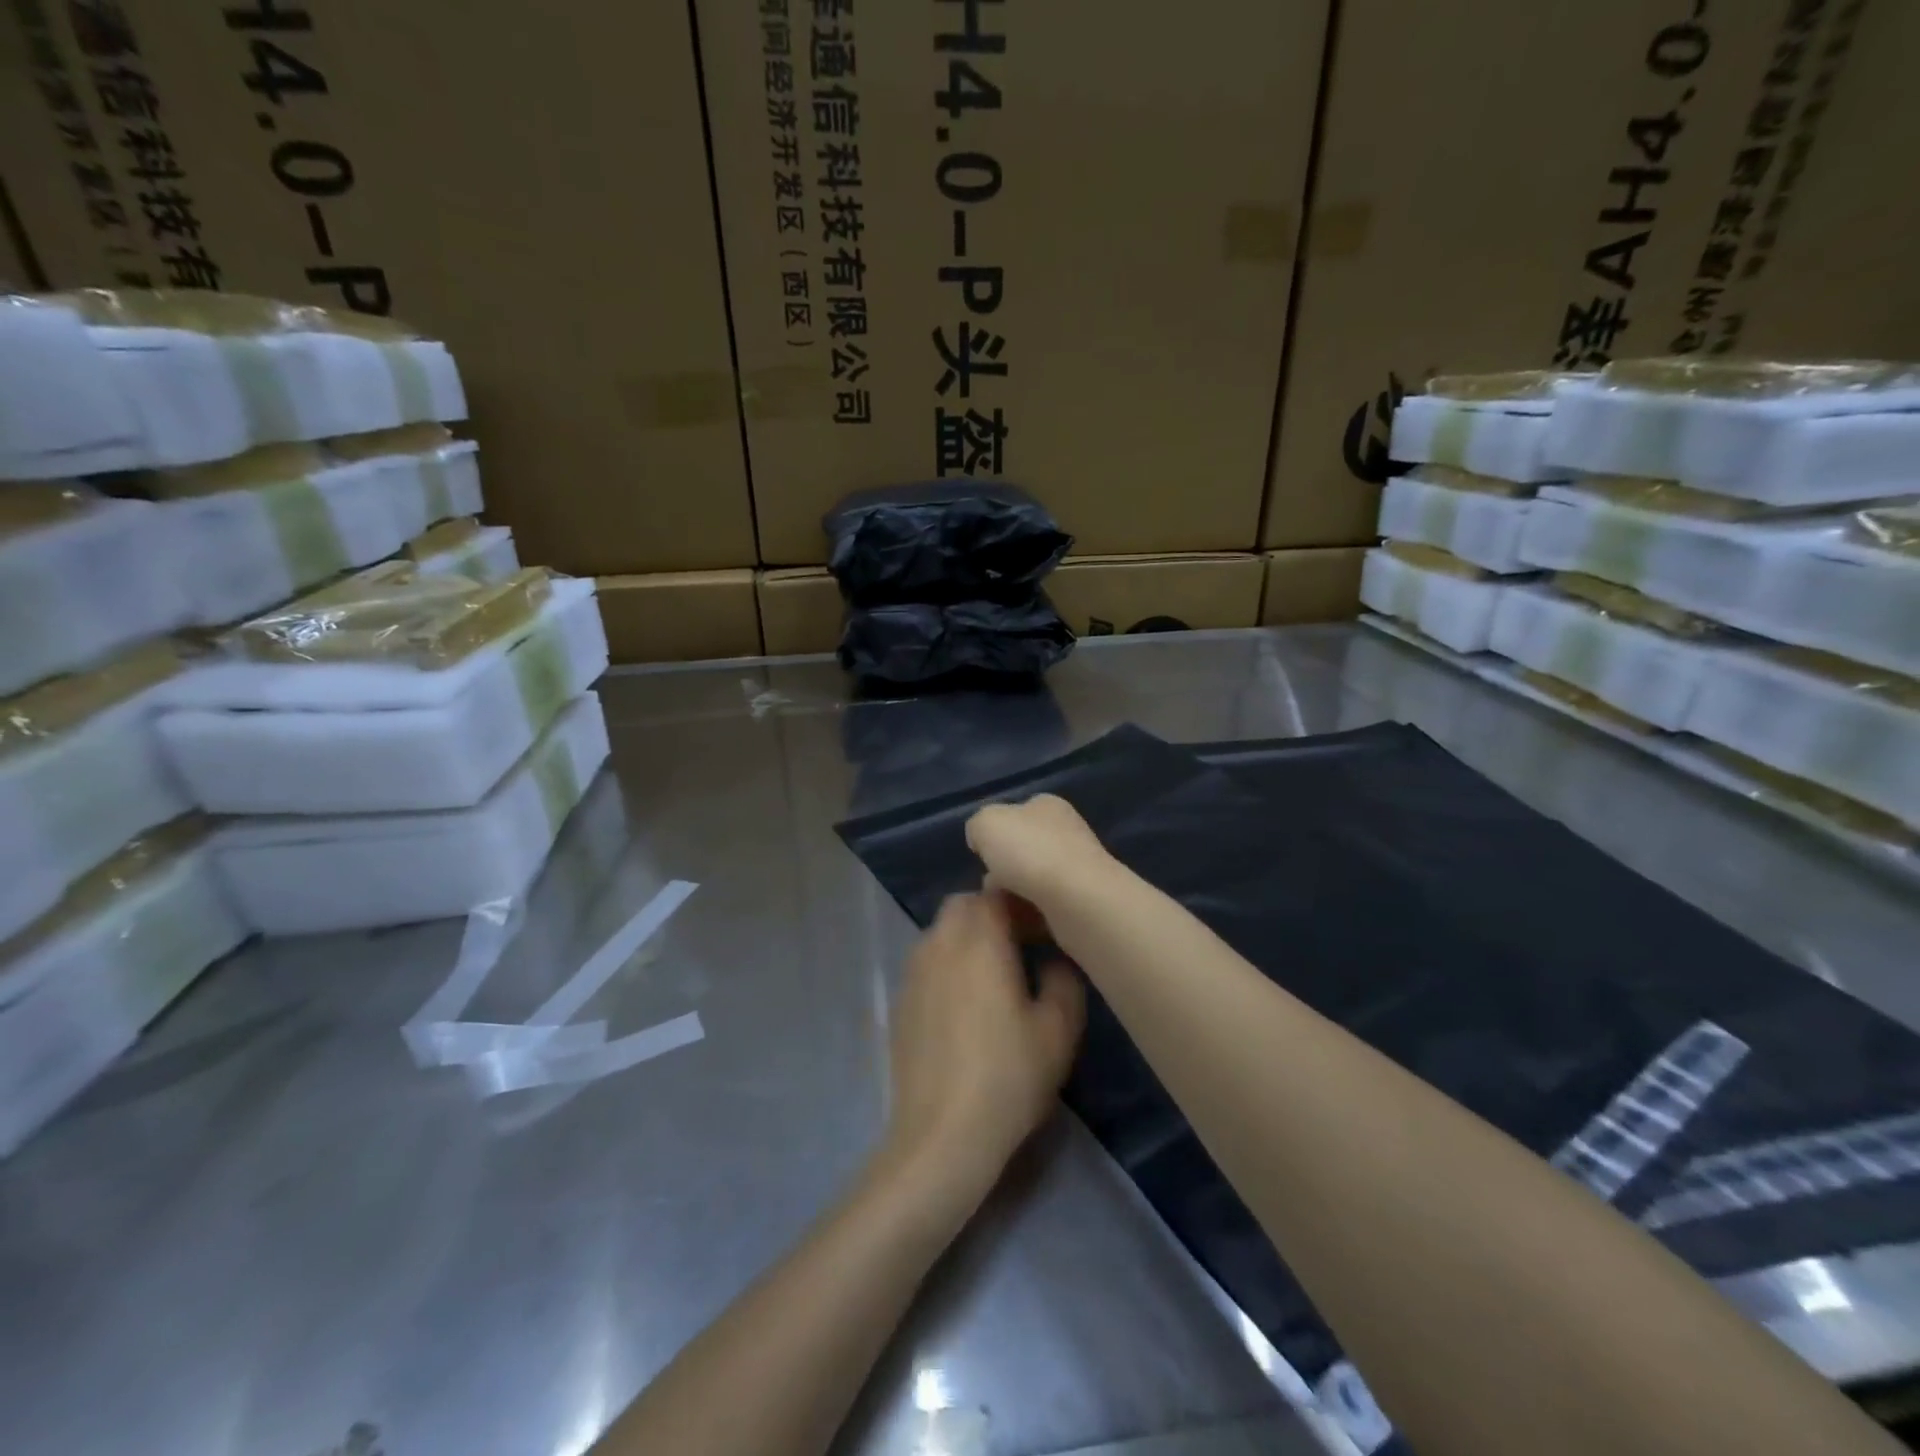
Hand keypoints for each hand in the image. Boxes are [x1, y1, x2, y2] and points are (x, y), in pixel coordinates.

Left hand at [880, 893, 1084, 1203]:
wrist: (941, 1135)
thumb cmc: (1007, 1077)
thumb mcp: (1058, 1031)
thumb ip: (1064, 980)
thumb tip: (1055, 960)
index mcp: (979, 941)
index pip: (996, 892)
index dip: (1022, 901)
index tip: (1044, 926)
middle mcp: (940, 944)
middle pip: (963, 906)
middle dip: (992, 913)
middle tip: (1022, 944)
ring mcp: (913, 972)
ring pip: (941, 932)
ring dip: (968, 937)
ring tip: (995, 973)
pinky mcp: (900, 1001)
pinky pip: (927, 962)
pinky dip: (948, 964)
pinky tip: (966, 1004)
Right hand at [965, 794, 1112, 907]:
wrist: (1077, 900)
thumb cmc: (1029, 852)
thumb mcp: (985, 823)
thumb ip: (978, 826)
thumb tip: (982, 841)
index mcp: (1047, 806)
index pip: (1017, 814)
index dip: (996, 833)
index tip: (982, 855)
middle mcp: (1067, 832)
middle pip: (1024, 850)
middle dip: (1003, 870)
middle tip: (988, 888)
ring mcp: (1079, 868)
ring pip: (1033, 882)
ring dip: (1014, 896)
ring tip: (1000, 910)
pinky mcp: (1084, 902)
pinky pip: (1046, 909)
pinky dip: (1030, 918)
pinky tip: (1020, 926)